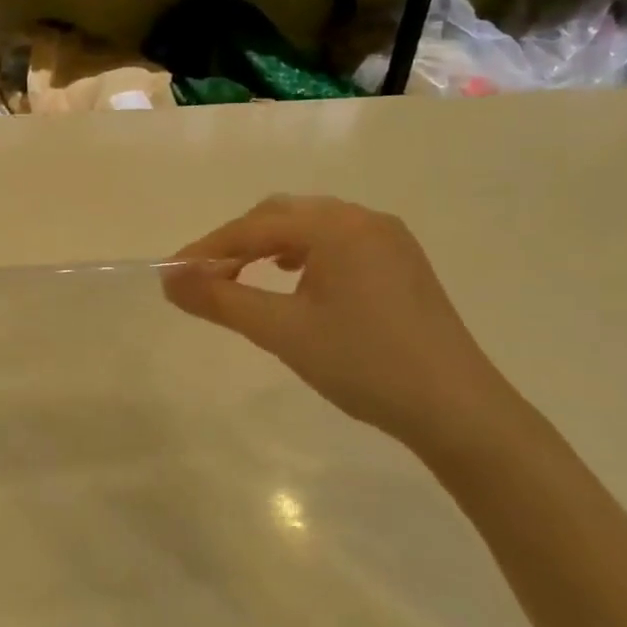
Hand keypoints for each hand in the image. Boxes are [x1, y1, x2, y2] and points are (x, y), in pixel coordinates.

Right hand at [162, 196, 526, 455]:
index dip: (207, 249)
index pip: (253, 228)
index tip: (172, 275)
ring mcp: (388, 239)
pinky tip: (294, 279)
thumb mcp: (281, 331)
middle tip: (205, 278)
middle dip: (236, 243)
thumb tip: (168, 281)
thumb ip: (220, 300)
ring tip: (242, 277)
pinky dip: (300, 254)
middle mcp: (363, 219)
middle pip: (280, 215)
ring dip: (267, 246)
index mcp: (337, 227)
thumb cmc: (363, 364)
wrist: (458, 411)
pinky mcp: (400, 263)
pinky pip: (335, 242)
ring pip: (308, 227)